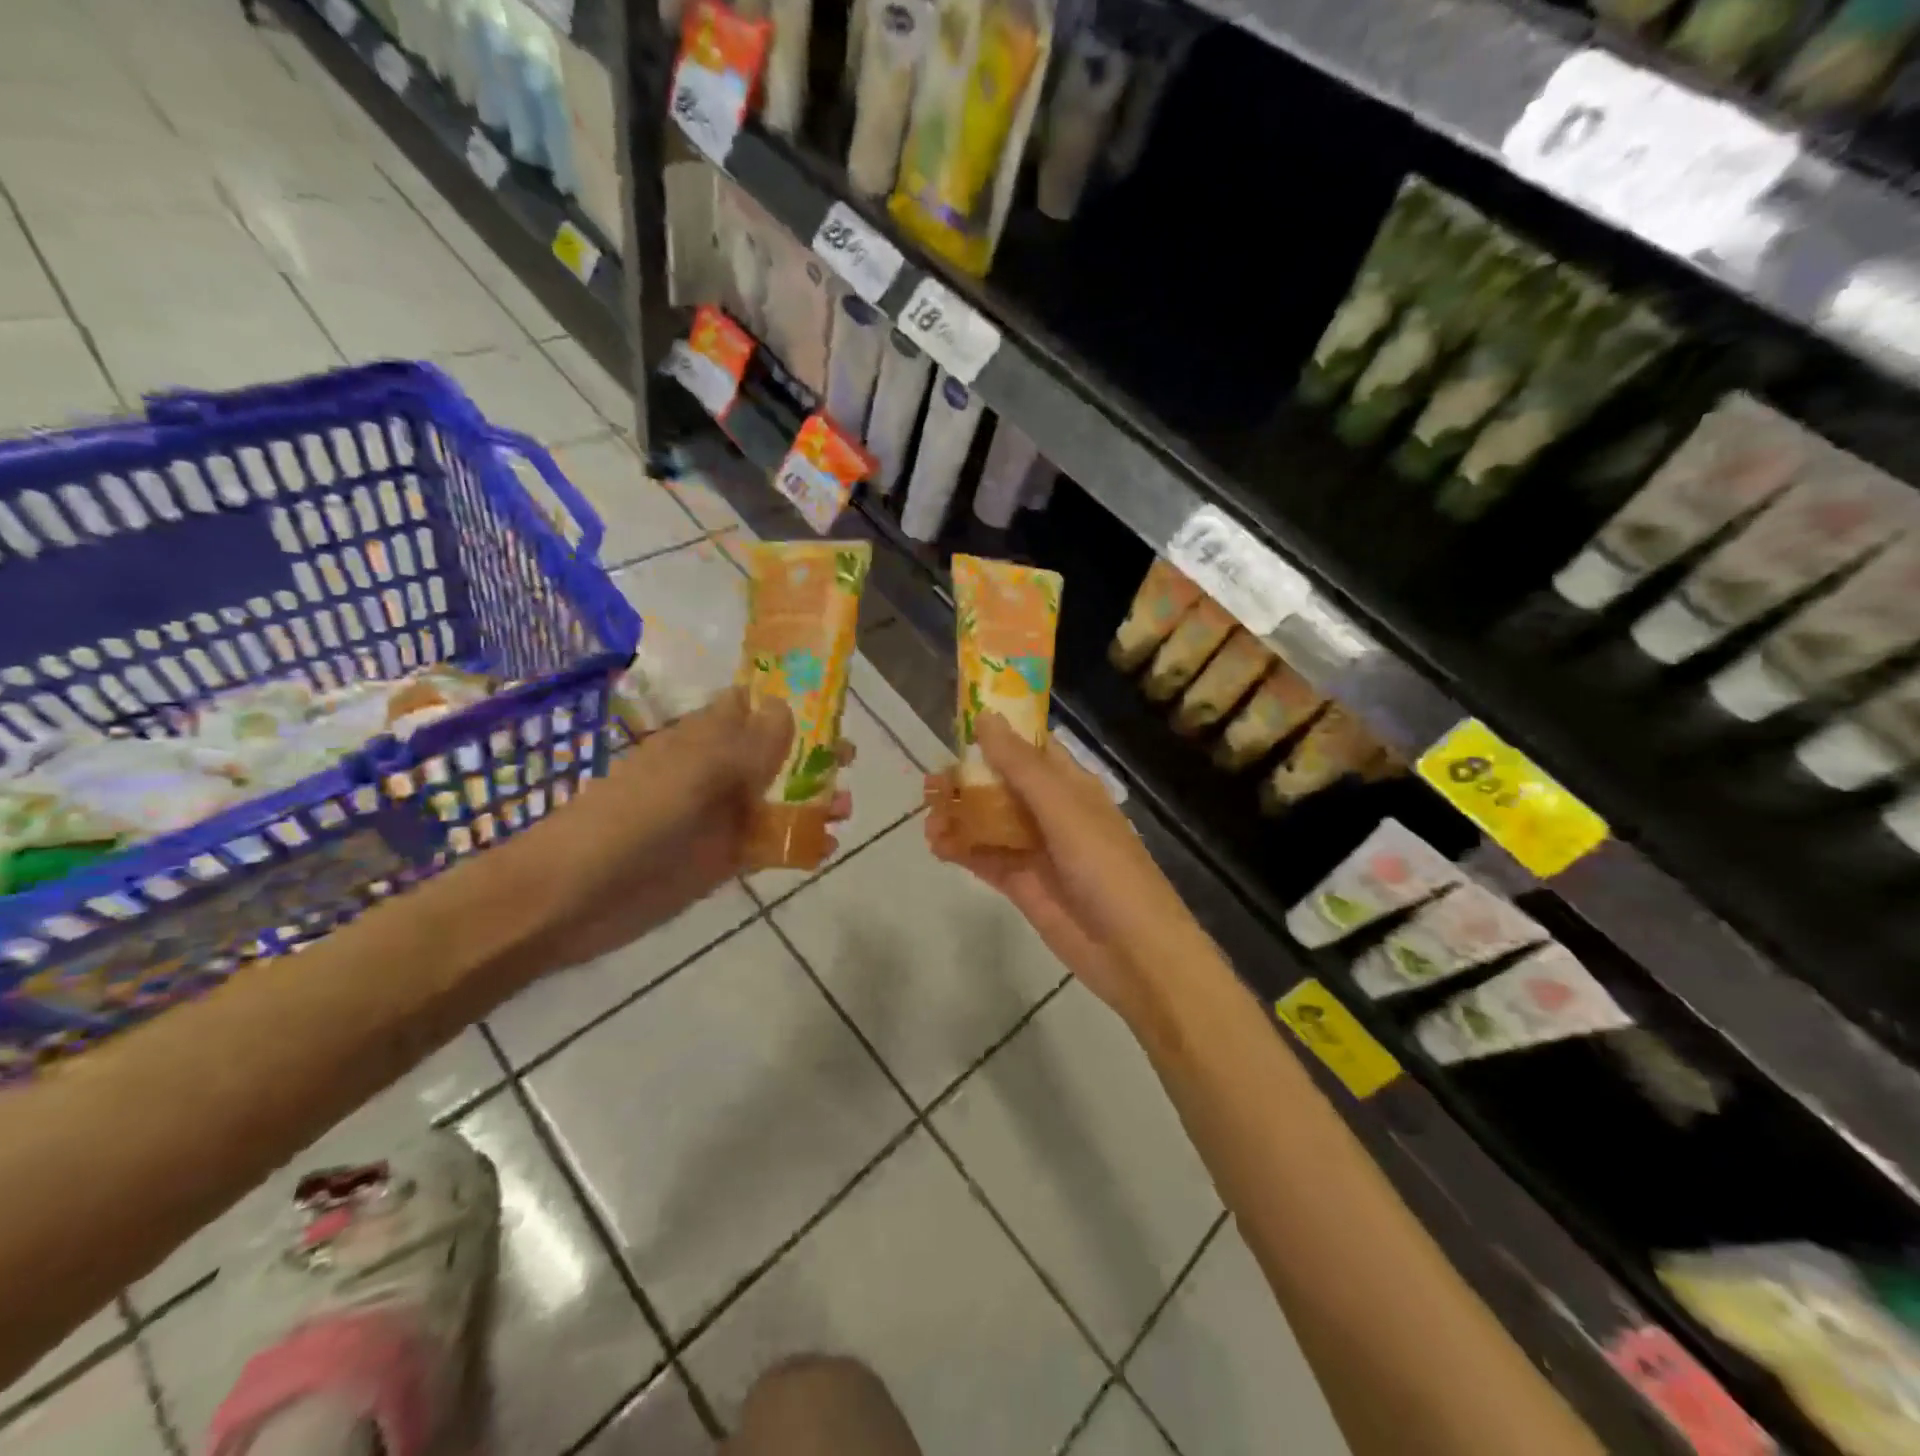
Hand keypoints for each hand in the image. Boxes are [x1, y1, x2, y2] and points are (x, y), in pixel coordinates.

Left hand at [543, 688, 850, 969]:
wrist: (572, 896)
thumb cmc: (632, 819)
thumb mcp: (694, 772)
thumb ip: (747, 743)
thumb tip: (787, 707)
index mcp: (703, 739)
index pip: (751, 705)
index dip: (789, 700)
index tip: (832, 705)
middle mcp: (715, 772)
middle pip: (774, 753)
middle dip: (813, 753)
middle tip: (848, 760)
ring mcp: (720, 817)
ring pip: (778, 800)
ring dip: (814, 800)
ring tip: (846, 809)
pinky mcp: (722, 860)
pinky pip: (770, 845)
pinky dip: (800, 844)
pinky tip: (826, 848)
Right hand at [924, 713, 1210, 1022]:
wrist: (1132, 951)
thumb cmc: (1106, 868)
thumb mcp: (1064, 810)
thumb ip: (1022, 767)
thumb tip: (985, 717)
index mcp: (1070, 786)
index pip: (1030, 748)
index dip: (996, 734)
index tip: (956, 726)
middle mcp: (1050, 811)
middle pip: (1000, 784)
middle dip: (966, 780)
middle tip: (930, 784)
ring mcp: (1034, 849)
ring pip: (987, 821)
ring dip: (958, 816)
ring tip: (929, 820)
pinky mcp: (1020, 883)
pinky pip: (984, 857)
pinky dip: (960, 849)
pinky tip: (937, 846)